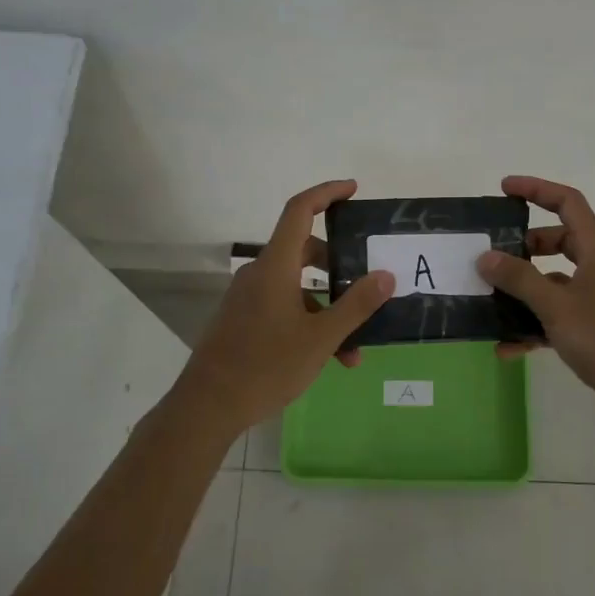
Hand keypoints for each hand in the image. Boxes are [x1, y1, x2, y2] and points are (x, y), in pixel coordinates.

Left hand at [172, 179, 393, 437]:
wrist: (208, 406)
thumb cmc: (266, 366)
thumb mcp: (321, 339)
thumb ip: (356, 305)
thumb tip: (386, 276)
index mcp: (275, 266)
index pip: (299, 210)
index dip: (326, 193)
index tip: (352, 189)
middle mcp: (259, 273)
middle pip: (303, 249)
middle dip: (338, 263)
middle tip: (366, 279)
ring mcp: (248, 297)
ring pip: (297, 286)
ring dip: (328, 306)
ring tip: (354, 346)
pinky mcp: (243, 319)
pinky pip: (283, 305)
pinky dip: (309, 320)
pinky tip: (329, 357)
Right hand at [476, 176, 594, 417]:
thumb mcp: (556, 305)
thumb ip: (519, 279)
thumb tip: (485, 257)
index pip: (567, 202)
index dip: (536, 189)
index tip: (504, 189)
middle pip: (557, 241)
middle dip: (523, 246)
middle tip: (493, 255)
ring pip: (553, 281)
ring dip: (523, 290)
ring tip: (489, 301)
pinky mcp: (593, 328)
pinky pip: (555, 316)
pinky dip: (532, 326)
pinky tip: (506, 347)